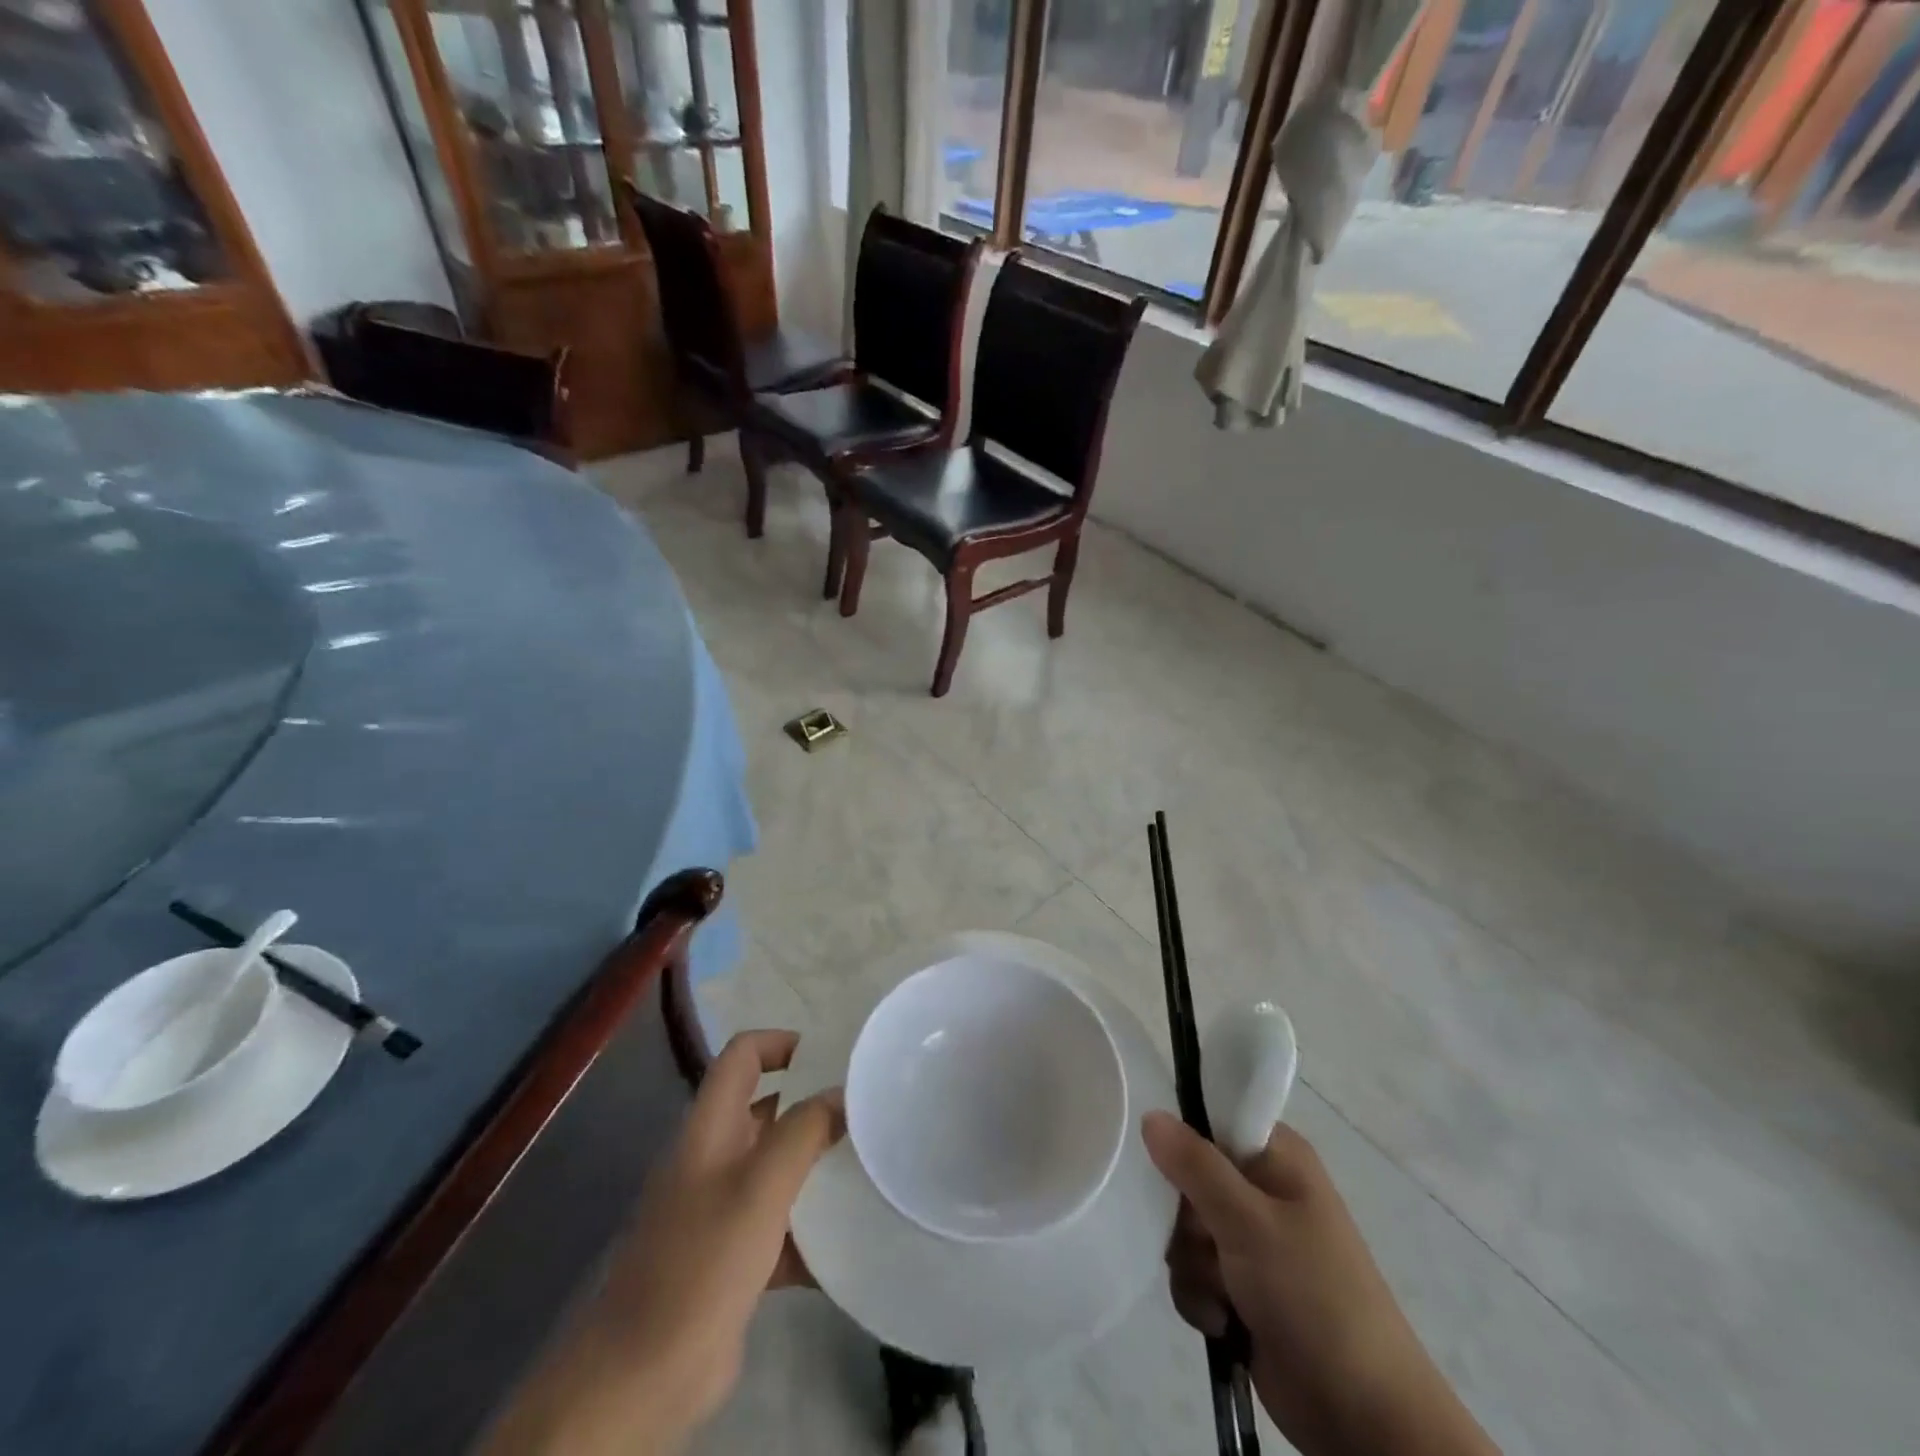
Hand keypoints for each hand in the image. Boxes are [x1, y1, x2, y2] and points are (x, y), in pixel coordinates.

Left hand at [481, 1030, 842, 1455]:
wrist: (644, 1374)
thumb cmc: (703, 1261)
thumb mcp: (761, 1186)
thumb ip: (804, 1131)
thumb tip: (841, 1093)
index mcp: (711, 1127)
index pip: (743, 1055)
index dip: (782, 1043)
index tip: (831, 1058)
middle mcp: (715, 1157)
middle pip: (769, 1109)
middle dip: (815, 1106)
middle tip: (867, 1109)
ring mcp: (722, 1209)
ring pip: (779, 1168)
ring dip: (818, 1167)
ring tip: (871, 1164)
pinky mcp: (734, 1257)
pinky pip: (782, 1225)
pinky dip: (812, 1229)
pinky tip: (853, 1240)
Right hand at [1143, 1112, 1497, 1455]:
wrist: (1364, 1418)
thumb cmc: (1313, 1297)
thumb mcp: (1250, 1222)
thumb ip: (1196, 1165)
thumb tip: (1150, 1114)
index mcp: (1276, 1157)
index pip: (1211, 1120)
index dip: (1184, 1142)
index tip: (1173, 1173)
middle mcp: (1262, 1190)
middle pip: (1188, 1179)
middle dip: (1187, 1221)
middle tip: (1207, 1244)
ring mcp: (1252, 1241)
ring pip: (1185, 1231)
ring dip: (1193, 1266)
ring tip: (1223, 1295)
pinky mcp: (1243, 1288)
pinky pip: (1194, 1273)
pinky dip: (1200, 1298)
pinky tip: (1223, 1322)